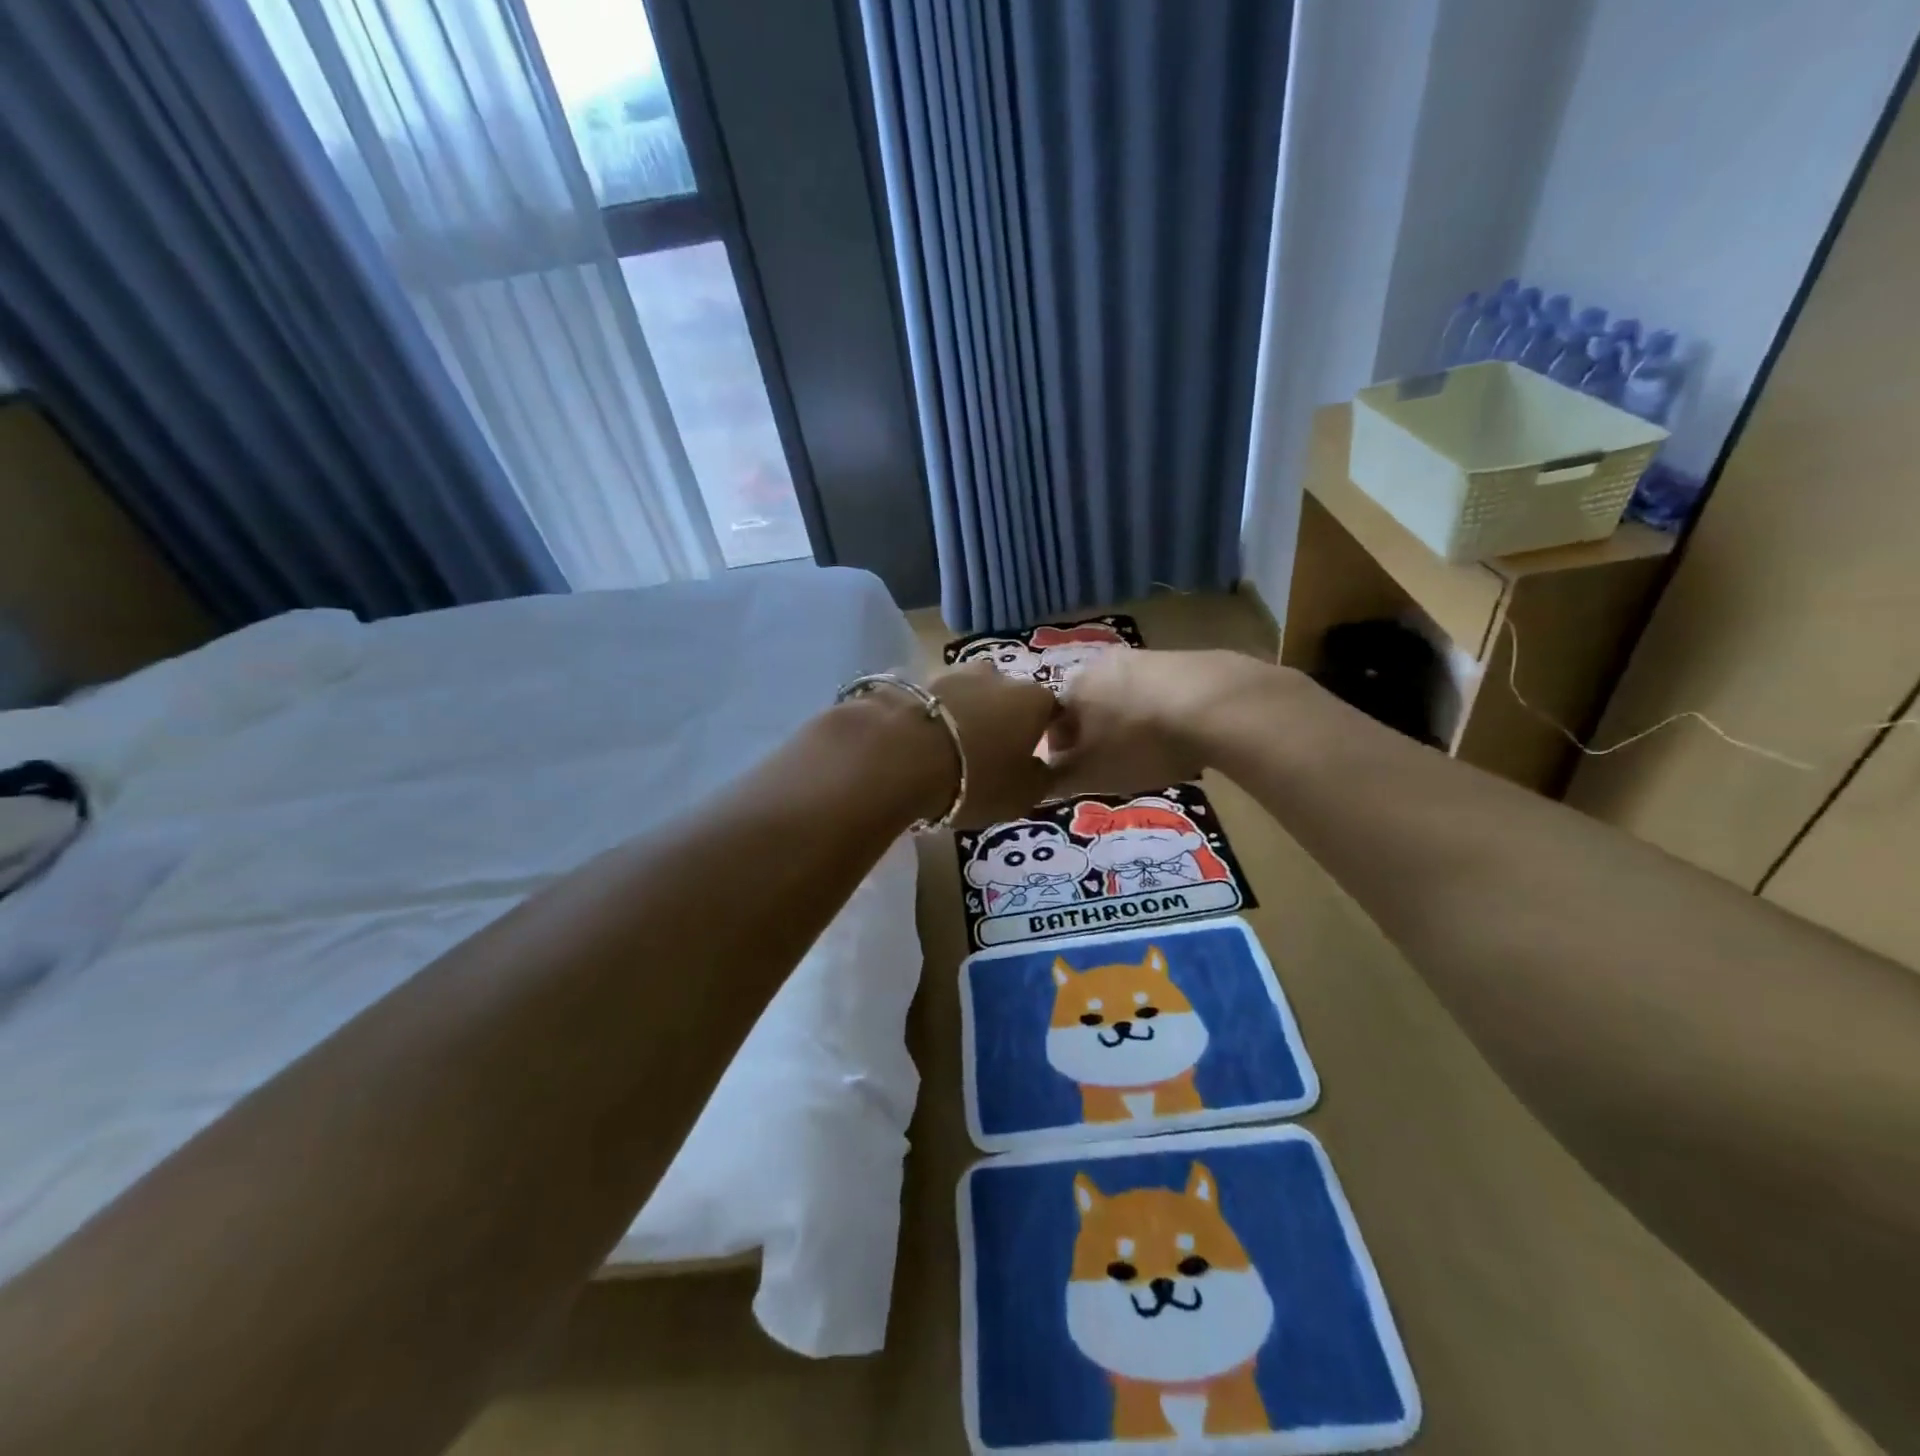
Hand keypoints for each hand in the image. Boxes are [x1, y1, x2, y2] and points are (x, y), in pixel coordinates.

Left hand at [924, 662, 1060, 828]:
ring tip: (952, 749)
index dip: (1047, 734)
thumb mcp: (1023, 795)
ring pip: (970, 696)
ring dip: (968, 716)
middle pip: (1009, 699)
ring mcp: (954, 671)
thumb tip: (1043, 767)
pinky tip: (924, 741)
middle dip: (1003, 722)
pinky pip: (936, 701)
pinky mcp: (916, 677)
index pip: (1053, 711)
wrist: (901, 756)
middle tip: (990, 756)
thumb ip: (1043, 779)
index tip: (1034, 758)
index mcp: (1034, 699)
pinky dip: (936, 717)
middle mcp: (999, 674)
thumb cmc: (975, 779)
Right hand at [1046, 649, 1277, 797]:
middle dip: (1094, 734)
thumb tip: (1042, 780)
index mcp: (1072, 689)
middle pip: (1088, 706)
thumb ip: (1060, 779)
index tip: (1077, 772)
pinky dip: (1160, 713)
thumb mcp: (1092, 774)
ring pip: (1122, 697)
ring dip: (1128, 722)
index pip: (1050, 722)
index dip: (1060, 751)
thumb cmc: (1140, 743)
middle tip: (1113, 764)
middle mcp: (1099, 664)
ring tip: (1149, 752)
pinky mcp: (1180, 658)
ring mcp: (1142, 656)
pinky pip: (1157, 691)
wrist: (1216, 705)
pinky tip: (1179, 734)